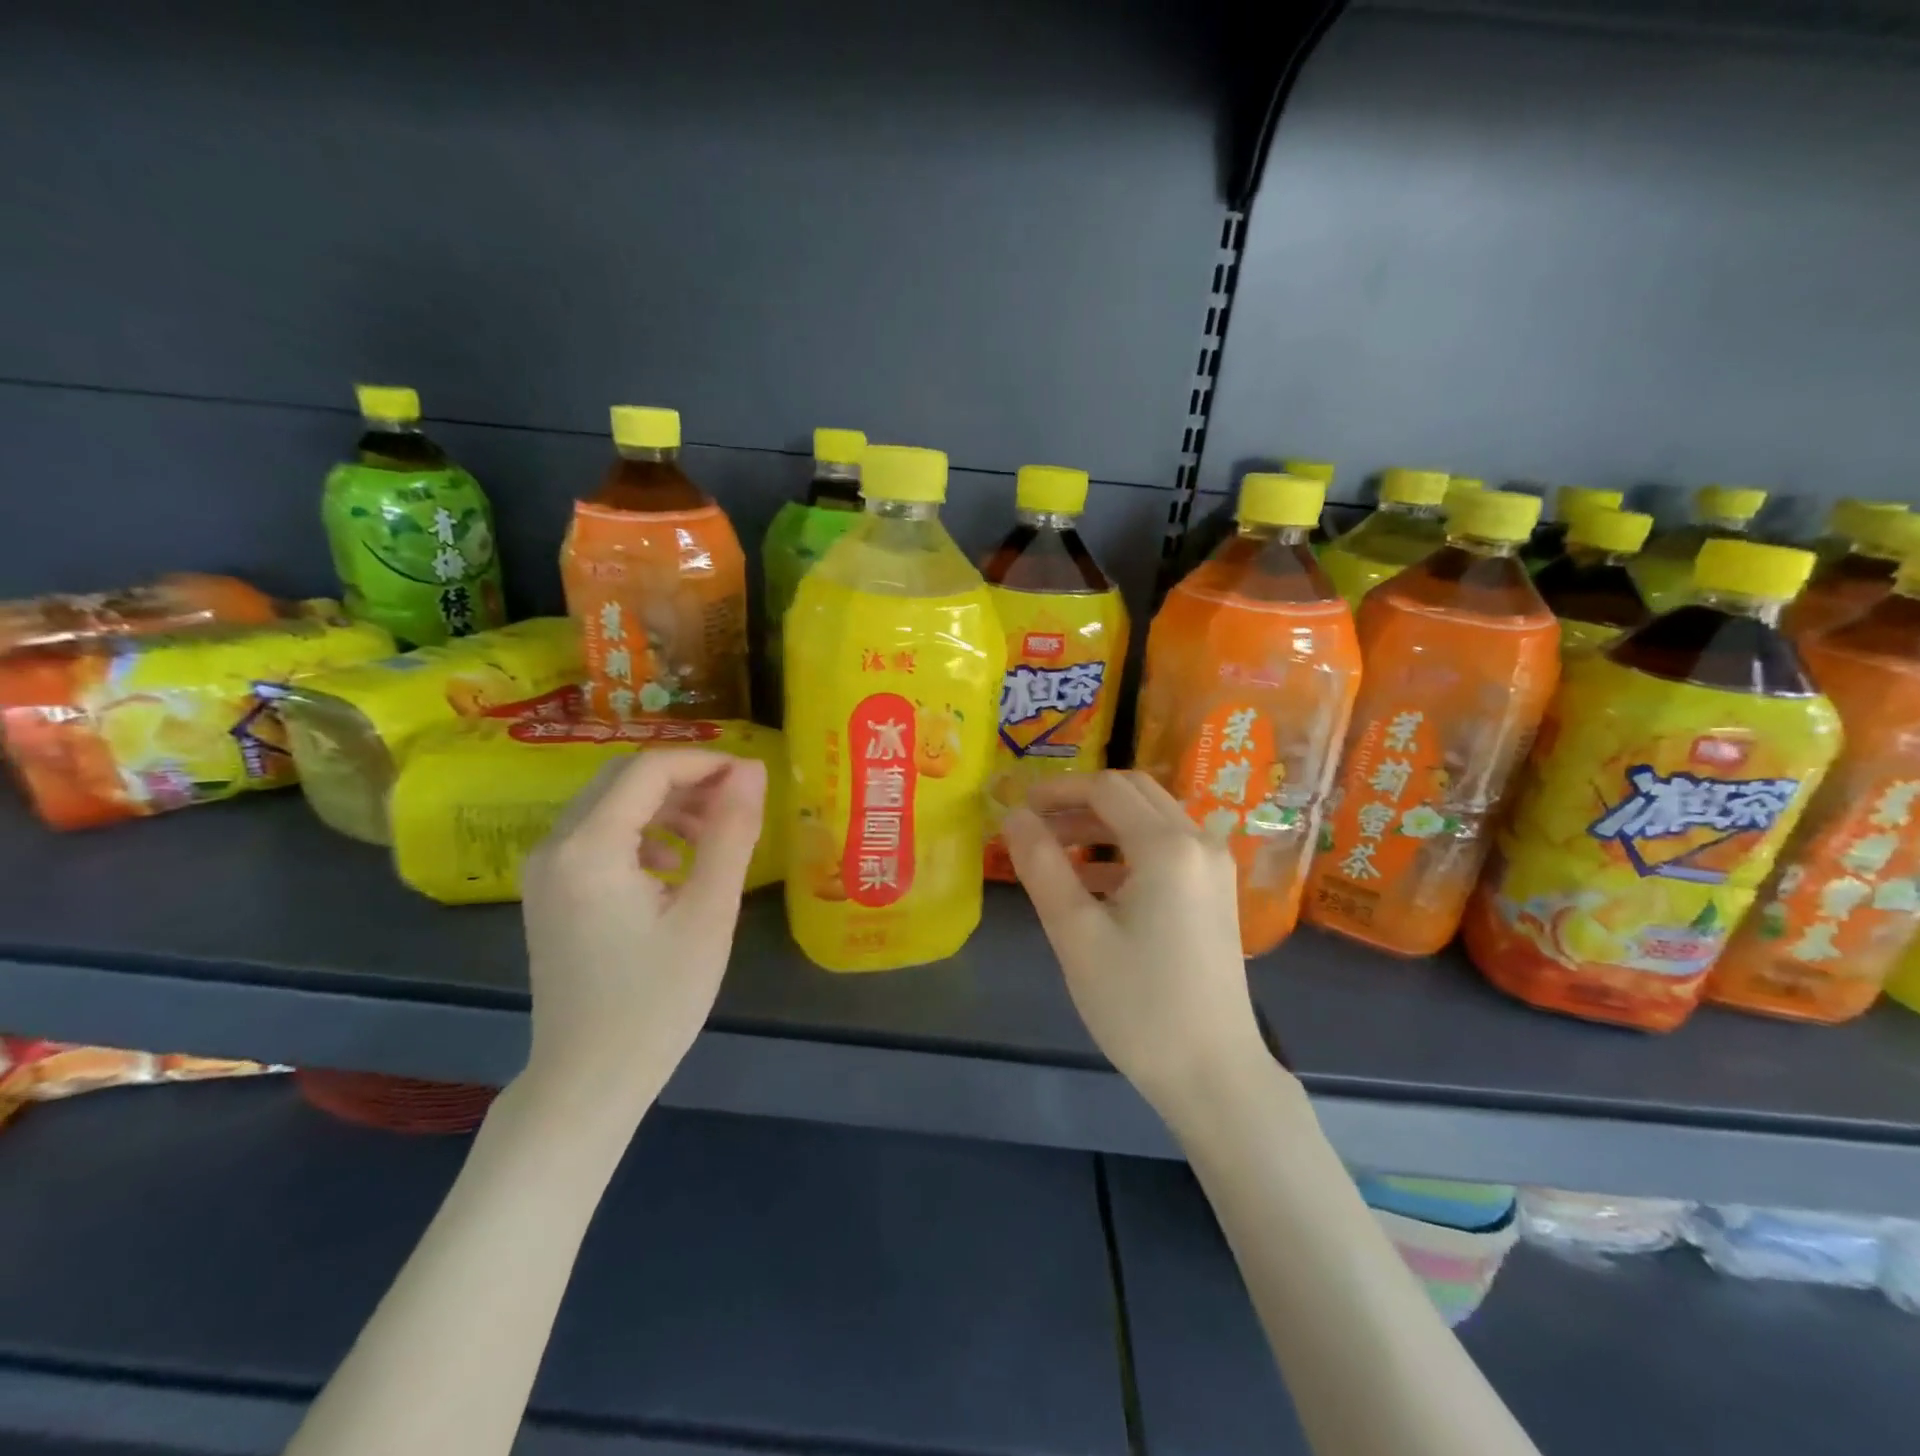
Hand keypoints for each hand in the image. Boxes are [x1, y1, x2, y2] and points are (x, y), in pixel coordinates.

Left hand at [519, 750, 767, 1120]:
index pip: (649, 770)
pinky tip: (675, 867)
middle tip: (736, 804)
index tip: (752, 778)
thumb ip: (731, 833)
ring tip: (714, 836)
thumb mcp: (708, 913)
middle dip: (685, 780)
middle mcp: (554, 846)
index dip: (705, 762)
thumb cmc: (656, 1001)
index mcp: (589, 848)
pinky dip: (642, 832)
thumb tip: (752, 770)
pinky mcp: (549, 891)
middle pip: (623, 778)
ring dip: (665, 805)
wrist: (588, 1080)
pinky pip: (598, 834)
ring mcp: (545, 870)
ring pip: (610, 803)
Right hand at [1002, 770, 1269, 1119]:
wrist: (1214, 1073)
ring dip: (1102, 824)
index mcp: (1167, 845)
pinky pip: (1167, 847)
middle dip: (1080, 801)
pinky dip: (1127, 849)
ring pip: (1151, 818)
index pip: (1105, 788)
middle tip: (1035, 824)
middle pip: (1133, 793)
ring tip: (1055, 852)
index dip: (1057, 790)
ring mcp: (1214, 867)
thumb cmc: (1138, 1004)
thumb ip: (1041, 865)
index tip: (1018, 808)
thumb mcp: (1075, 933)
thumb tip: (1014, 816)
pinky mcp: (1216, 892)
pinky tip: (1093, 883)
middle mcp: (1199, 841)